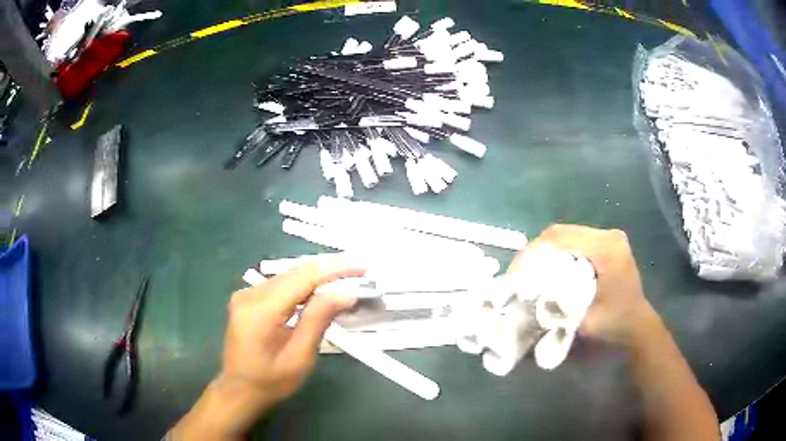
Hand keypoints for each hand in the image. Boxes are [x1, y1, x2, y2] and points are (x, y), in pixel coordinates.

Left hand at [171, 257, 364, 439]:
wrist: (239, 390)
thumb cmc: (271, 382)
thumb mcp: (300, 357)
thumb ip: (318, 320)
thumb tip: (344, 293)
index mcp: (260, 311)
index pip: (302, 279)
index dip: (334, 270)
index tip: (361, 267)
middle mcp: (250, 294)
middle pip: (294, 272)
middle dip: (329, 268)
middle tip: (360, 267)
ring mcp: (246, 294)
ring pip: (288, 275)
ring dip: (318, 274)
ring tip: (347, 273)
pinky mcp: (248, 298)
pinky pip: (280, 284)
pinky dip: (304, 284)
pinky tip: (321, 287)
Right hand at [509, 224, 656, 345]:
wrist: (638, 322)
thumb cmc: (615, 323)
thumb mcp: (585, 321)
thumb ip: (559, 307)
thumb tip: (529, 296)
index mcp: (607, 250)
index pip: (562, 239)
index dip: (534, 252)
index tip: (516, 272)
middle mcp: (609, 235)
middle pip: (562, 231)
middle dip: (536, 249)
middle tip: (519, 270)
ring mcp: (609, 236)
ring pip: (567, 233)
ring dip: (545, 249)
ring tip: (529, 268)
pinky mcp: (607, 241)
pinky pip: (575, 238)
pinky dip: (557, 250)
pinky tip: (549, 265)